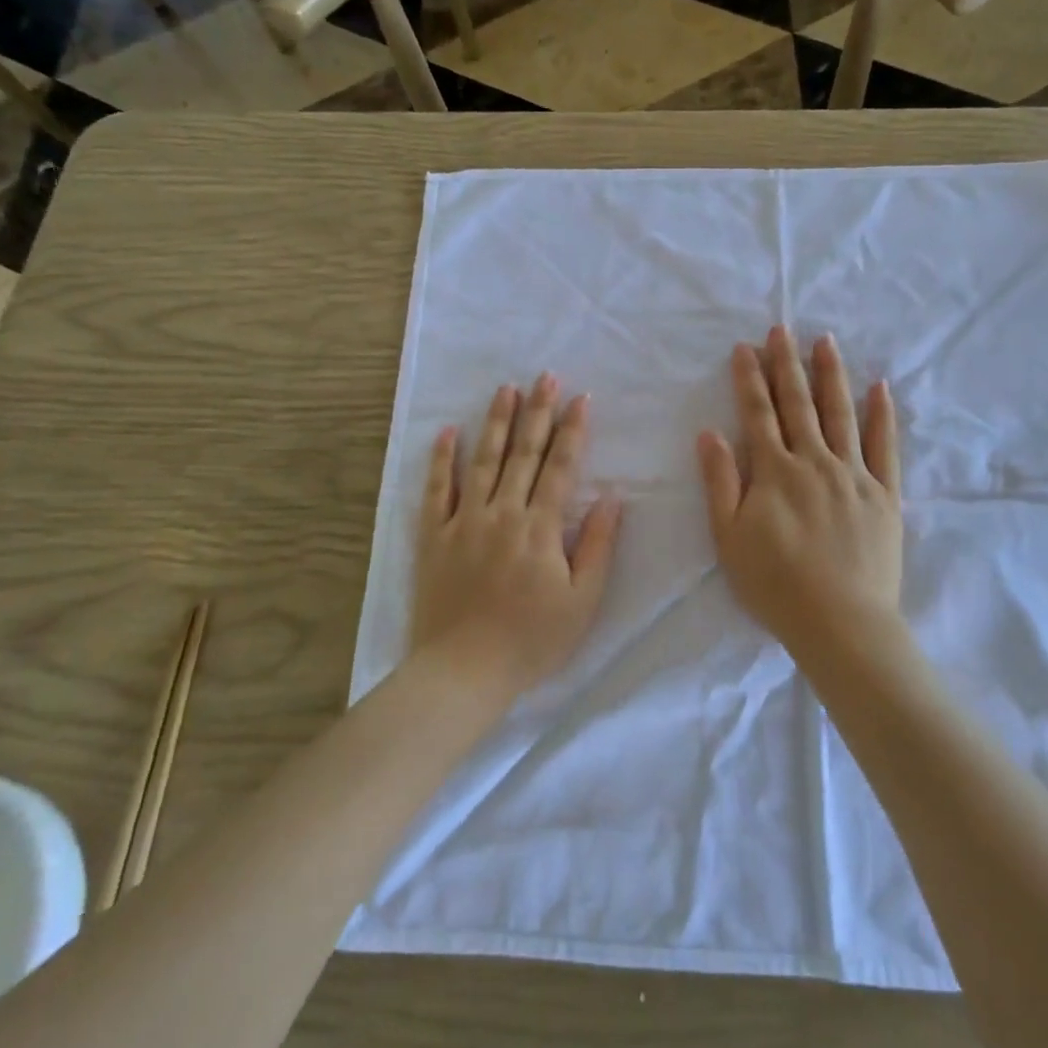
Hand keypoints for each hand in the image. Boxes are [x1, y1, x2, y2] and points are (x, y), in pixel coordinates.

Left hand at [410, 374, 622, 699]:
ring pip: (483, 461)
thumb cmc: (532, 640)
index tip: (581, 398)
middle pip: (524, 454)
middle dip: (538, 412)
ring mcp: (465, 521)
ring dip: (496, 422)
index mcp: (540, 527)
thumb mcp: (582, 601)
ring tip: (505, 389)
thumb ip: (597, 545)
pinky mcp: (434, 537)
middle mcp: (503, 513)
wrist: (464, 670)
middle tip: (546, 376)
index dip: (573, 430)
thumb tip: (612, 497)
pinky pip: (436, 490)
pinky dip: (441, 460)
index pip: (562, 467)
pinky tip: (447, 432)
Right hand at [698, 327, 903, 660]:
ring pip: (841, 414)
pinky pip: (885, 446)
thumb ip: (720, 482)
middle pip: (799, 404)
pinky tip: (879, 388)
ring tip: (825, 341)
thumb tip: (710, 433)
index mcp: (775, 472)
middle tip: (782, 329)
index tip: (745, 347)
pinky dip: (882, 415)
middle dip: (787, 364)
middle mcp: (815, 462)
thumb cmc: (775, 585)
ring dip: (831, 375)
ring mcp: (854, 475)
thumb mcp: (729, 538)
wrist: (841, 623)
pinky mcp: (885, 494)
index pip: (758, 414)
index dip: (749, 379)